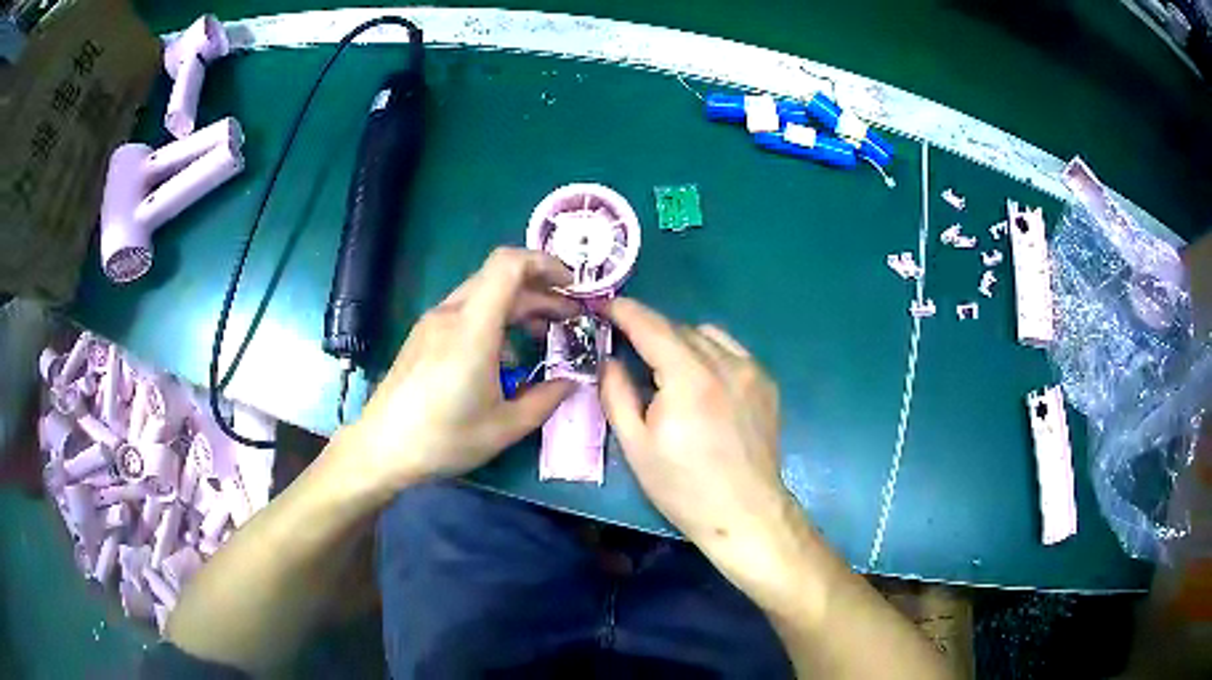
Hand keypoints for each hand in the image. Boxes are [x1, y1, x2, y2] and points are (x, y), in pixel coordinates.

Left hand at [339, 248, 577, 493]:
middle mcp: (451, 313)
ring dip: (519, 307)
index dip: (545, 263)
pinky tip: (504, 357)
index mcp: (472, 329)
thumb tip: (573, 382)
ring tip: (542, 336)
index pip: (509, 265)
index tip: (572, 286)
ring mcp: (433, 322)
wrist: (381, 447)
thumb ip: (546, 399)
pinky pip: (466, 311)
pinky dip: (495, 320)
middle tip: (570, 319)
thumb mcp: (505, 427)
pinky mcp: (424, 334)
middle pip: (501, 278)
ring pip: (484, 294)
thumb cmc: (443, 438)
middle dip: (541, 292)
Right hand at [601, 298, 796, 572]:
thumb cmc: (683, 487)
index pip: (652, 327)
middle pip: (679, 328)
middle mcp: (725, 363)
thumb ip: (616, 393)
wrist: (745, 513)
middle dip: (650, 331)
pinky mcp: (766, 383)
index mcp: (689, 379)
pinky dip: (709, 353)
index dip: (625, 311)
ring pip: (708, 335)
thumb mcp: (636, 445)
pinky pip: (731, 351)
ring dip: (680, 341)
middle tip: (628, 349)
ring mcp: (752, 371)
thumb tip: (608, 359)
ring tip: (667, 369)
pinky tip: (701, 382)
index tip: (604, 305)